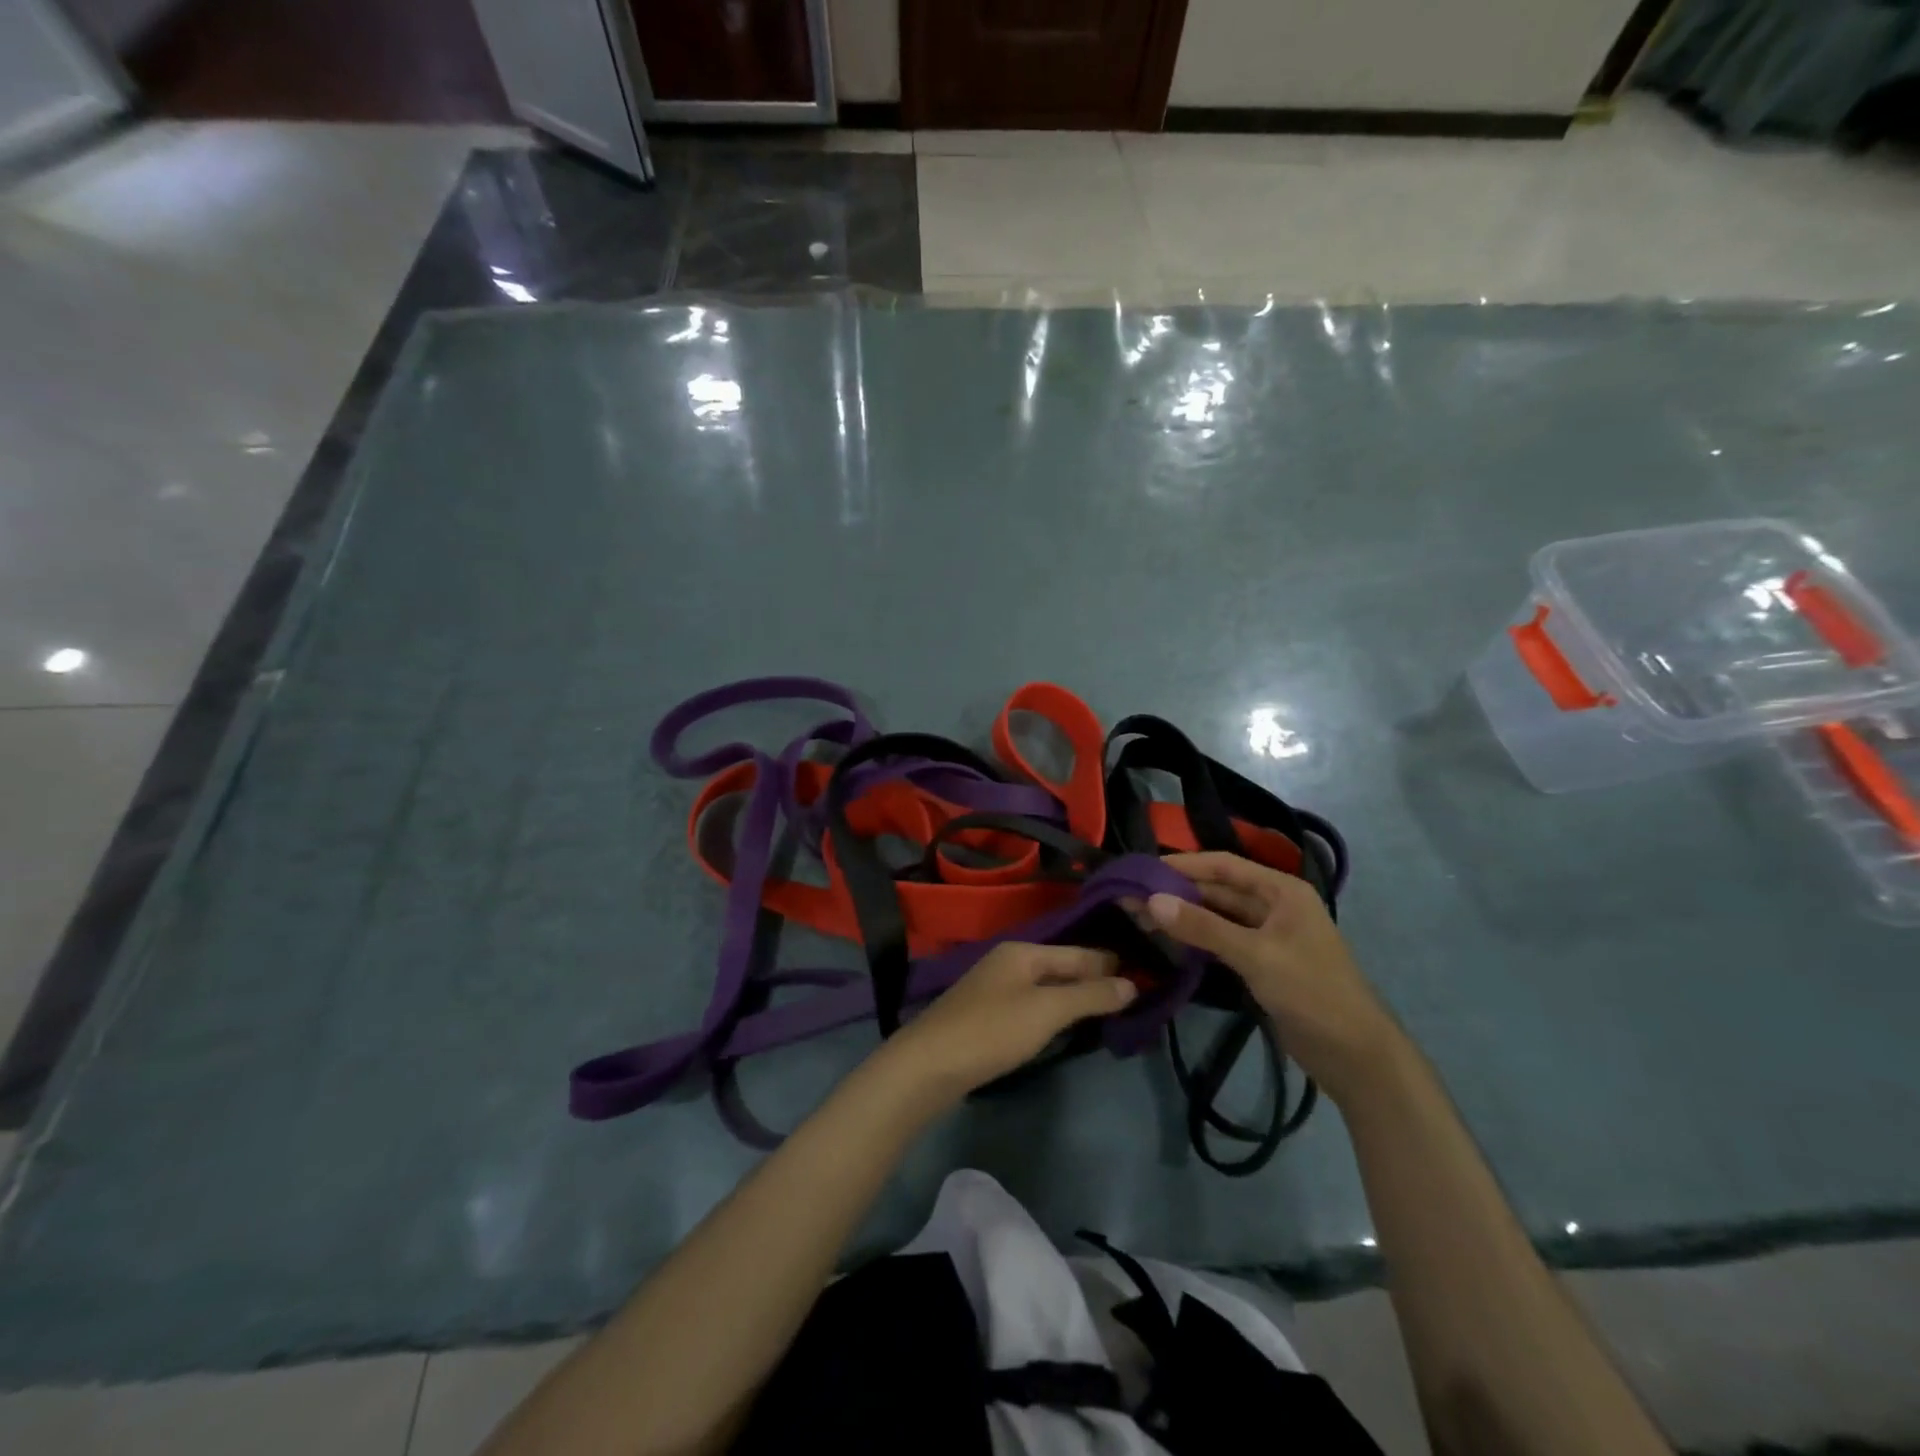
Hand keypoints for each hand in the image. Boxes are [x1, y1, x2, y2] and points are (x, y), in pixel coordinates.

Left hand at [879, 943, 1137, 1102]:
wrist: (928, 1065)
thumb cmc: (992, 1030)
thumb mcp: (1047, 1011)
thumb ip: (1090, 995)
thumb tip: (1131, 983)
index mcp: (1023, 951)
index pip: (1079, 952)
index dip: (1111, 964)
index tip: (1146, 974)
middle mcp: (1008, 962)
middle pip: (1062, 967)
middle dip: (1095, 980)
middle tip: (1135, 996)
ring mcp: (994, 988)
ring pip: (1047, 987)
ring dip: (1076, 998)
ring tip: (1110, 1011)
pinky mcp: (986, 1016)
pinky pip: (1032, 1005)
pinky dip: (1055, 1013)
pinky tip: (1067, 1026)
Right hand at [1146, 852, 1403, 1104]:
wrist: (1355, 1055)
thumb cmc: (1312, 992)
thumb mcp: (1256, 956)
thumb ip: (1203, 927)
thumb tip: (1151, 900)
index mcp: (1282, 891)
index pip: (1224, 865)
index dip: (1184, 864)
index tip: (1143, 869)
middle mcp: (1274, 906)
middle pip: (1218, 890)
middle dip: (1178, 891)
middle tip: (1132, 897)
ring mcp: (1268, 936)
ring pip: (1218, 916)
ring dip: (1184, 916)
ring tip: (1142, 917)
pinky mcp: (1261, 963)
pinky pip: (1222, 941)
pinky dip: (1197, 938)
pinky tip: (1169, 941)